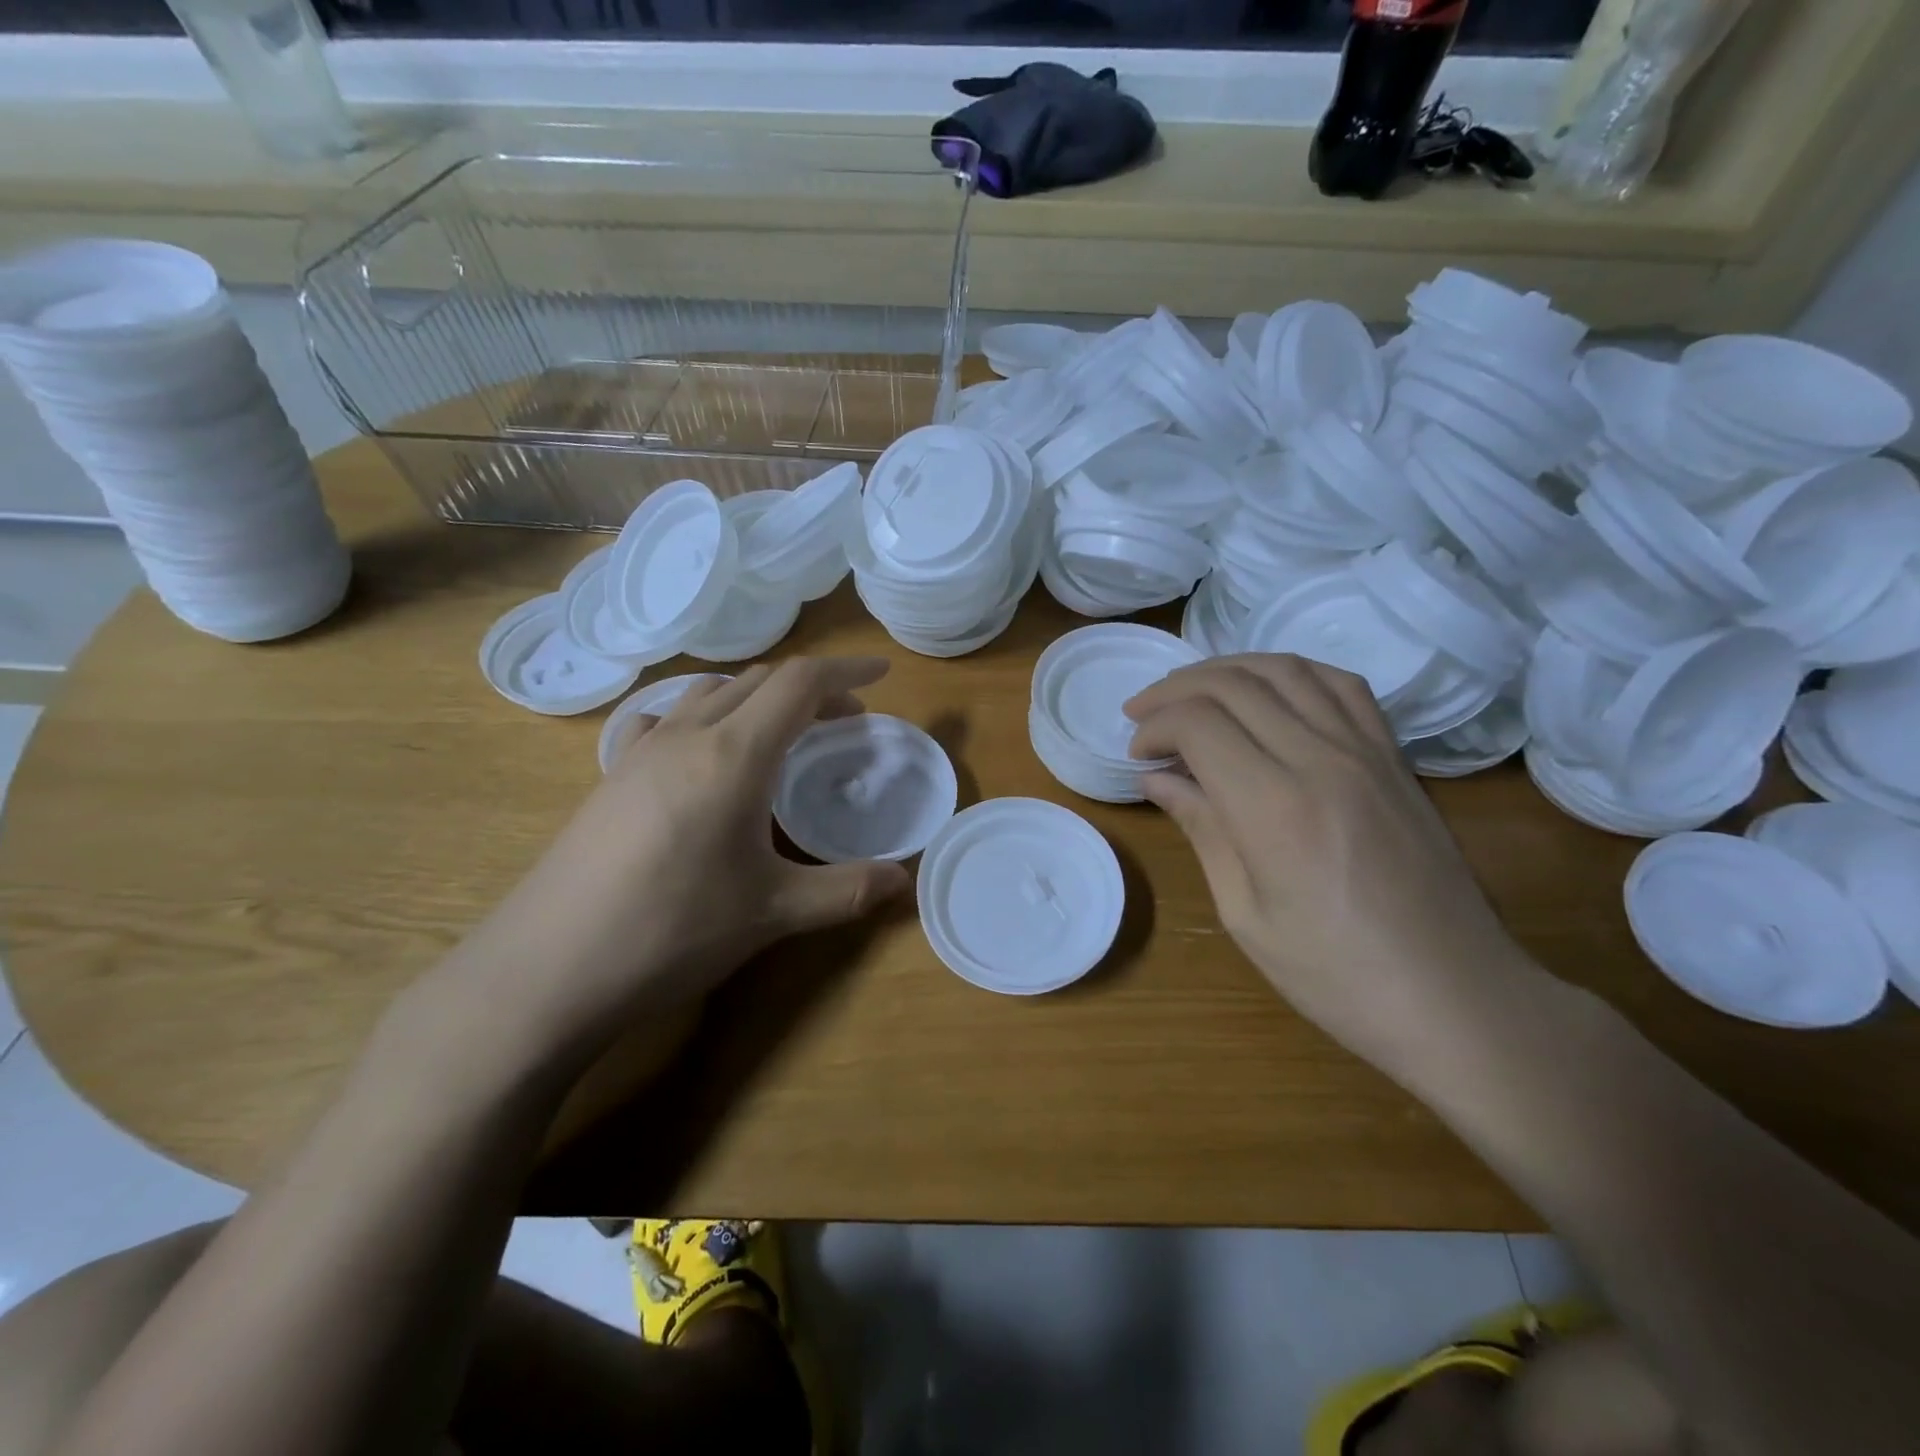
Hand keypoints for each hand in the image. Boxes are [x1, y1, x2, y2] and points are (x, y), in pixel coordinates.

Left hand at [433, 659, 911, 1058]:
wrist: (547, 969)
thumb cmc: (673, 930)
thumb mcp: (773, 912)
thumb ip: (847, 890)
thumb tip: (905, 881)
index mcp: (734, 754)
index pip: (800, 683)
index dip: (847, 671)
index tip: (883, 675)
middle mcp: (687, 735)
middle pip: (759, 681)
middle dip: (810, 690)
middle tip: (844, 721)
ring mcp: (641, 751)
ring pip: (711, 693)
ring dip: (758, 699)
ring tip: (782, 734)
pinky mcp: (610, 775)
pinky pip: (666, 719)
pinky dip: (703, 716)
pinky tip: (700, 752)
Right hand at [1124, 654, 1528, 1060]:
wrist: (1456, 998)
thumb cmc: (1336, 974)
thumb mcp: (1245, 913)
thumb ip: (1202, 830)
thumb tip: (1157, 779)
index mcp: (1274, 808)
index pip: (1199, 724)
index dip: (1155, 726)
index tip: (1136, 753)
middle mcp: (1321, 761)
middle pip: (1234, 686)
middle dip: (1175, 690)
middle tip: (1143, 713)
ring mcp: (1367, 752)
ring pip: (1285, 670)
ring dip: (1226, 670)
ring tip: (1192, 691)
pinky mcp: (1395, 757)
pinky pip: (1342, 685)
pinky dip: (1292, 672)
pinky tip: (1267, 689)